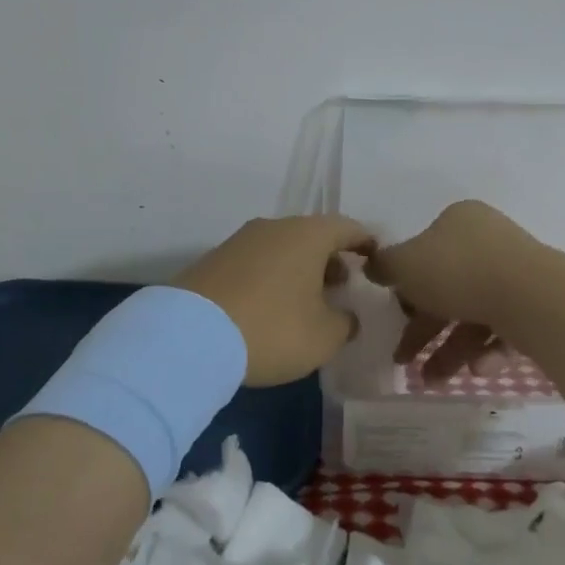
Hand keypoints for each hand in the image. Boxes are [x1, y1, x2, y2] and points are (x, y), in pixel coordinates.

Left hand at [173, 216, 373, 386]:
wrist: (190, 336)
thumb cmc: (272, 329)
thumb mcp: (324, 337)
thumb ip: (345, 323)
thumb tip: (346, 316)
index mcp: (307, 235)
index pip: (347, 228)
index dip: (365, 242)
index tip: (375, 258)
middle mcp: (274, 227)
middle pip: (311, 236)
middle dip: (330, 259)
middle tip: (341, 286)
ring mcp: (240, 241)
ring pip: (281, 248)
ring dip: (299, 269)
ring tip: (306, 301)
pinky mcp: (214, 260)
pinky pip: (256, 262)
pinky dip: (271, 277)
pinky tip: (270, 306)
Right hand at [365, 200, 541, 383]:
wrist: (533, 298)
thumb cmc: (459, 271)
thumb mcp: (404, 265)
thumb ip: (384, 266)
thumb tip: (372, 265)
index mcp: (459, 221)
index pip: (424, 252)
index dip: (406, 286)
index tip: (395, 314)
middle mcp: (489, 242)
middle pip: (447, 288)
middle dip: (423, 329)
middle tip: (403, 359)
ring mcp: (516, 274)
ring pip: (473, 314)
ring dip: (448, 350)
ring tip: (431, 380)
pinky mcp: (537, 305)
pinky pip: (503, 329)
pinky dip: (485, 351)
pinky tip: (477, 370)